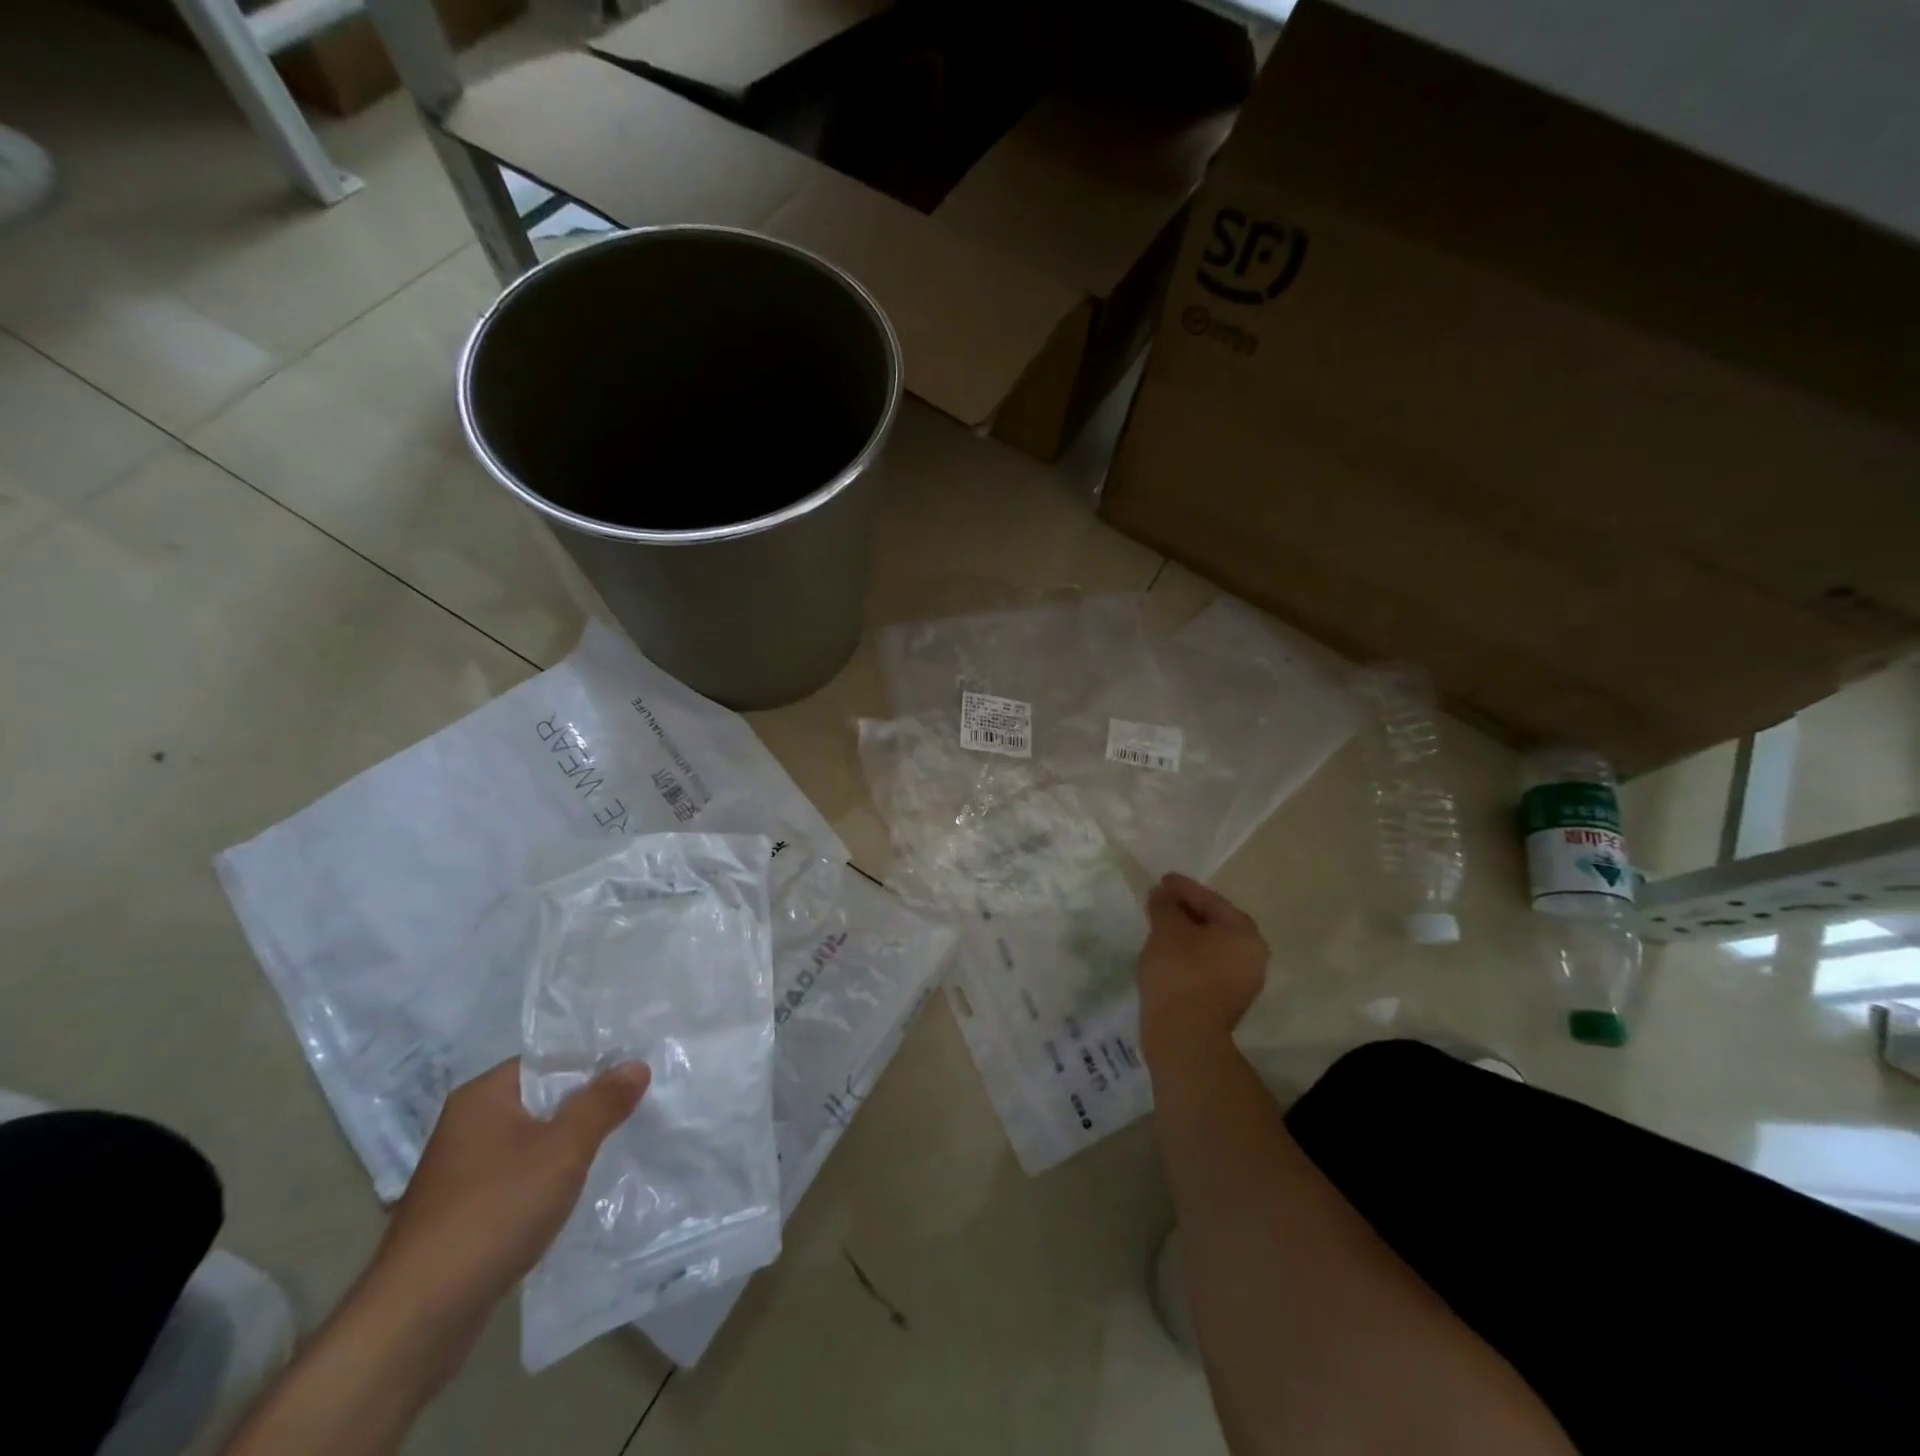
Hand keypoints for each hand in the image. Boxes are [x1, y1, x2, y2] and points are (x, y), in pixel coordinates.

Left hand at [373, 1058, 649, 1323]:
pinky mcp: (461, 1211)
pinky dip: (545, 1180)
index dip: (592, 1064)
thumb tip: (636, 1065)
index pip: (548, 1060)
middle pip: (540, 1099)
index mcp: (483, 1096)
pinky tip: (571, 1194)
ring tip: (613, 1149)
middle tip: (634, 1109)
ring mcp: (460, 1170)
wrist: (416, 1319)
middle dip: (585, 1106)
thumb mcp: (563, 1150)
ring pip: (531, 1141)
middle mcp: (466, 1124)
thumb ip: (602, 1103)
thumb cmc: (494, 1213)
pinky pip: (516, 1176)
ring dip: (566, 1146)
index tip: (633, 1075)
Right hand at [1137, 874, 1268, 1071]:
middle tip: (1160, 901)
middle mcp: (1253, 956)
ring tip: (1160, 927)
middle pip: (1215, 923)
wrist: (1184, 1037)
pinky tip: (1167, 954)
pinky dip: (1189, 956)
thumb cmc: (1179, 973)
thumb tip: (1161, 893)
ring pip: (1211, 947)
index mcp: (1245, 933)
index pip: (1211, 900)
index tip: (1161, 880)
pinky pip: (1207, 966)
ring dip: (1187, 935)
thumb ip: (1164, 905)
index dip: (1183, 888)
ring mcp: (1243, 982)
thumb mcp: (1166, 930)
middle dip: (1187, 911)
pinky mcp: (1227, 1002)